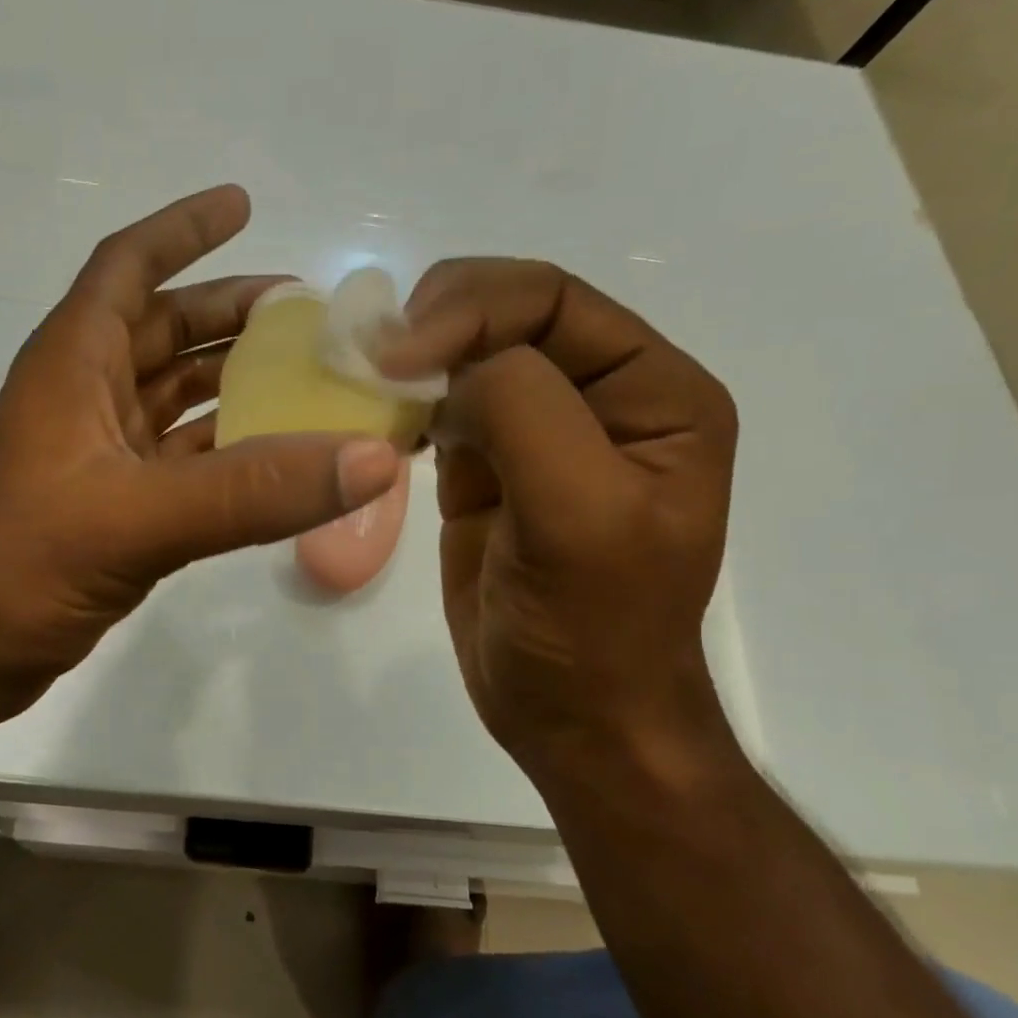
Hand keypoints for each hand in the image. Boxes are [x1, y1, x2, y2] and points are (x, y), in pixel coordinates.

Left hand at [0, 185, 399, 724]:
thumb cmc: (18, 565)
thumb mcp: (136, 519)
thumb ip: (253, 491)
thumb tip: (371, 459)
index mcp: (74, 364)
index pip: (128, 267)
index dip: (182, 229)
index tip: (242, 204)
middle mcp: (86, 397)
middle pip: (165, 330)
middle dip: (231, 313)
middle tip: (308, 314)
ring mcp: (99, 457)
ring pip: (177, 399)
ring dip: (234, 383)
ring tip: (307, 378)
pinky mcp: (114, 509)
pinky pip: (183, 462)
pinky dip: (228, 453)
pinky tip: (277, 458)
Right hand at [379, 259, 737, 768]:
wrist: (572, 716)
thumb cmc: (591, 627)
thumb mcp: (578, 514)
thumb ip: (524, 411)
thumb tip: (447, 364)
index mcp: (653, 391)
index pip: (554, 300)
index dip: (472, 307)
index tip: (398, 355)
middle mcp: (599, 396)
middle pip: (507, 315)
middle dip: (436, 324)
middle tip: (368, 359)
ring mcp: (538, 432)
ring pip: (466, 356)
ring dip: (413, 360)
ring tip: (364, 384)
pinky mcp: (487, 469)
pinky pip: (441, 408)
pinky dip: (405, 404)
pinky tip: (381, 423)